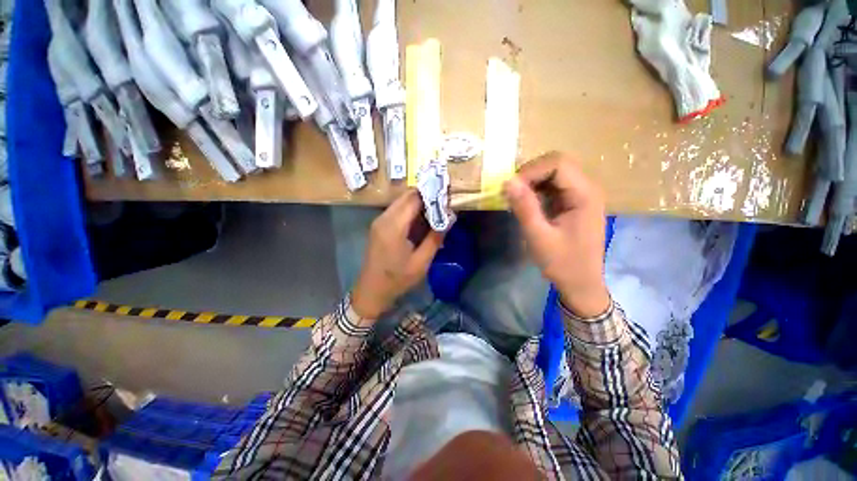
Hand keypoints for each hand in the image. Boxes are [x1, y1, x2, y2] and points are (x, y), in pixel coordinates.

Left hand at [352, 190, 444, 319]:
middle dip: (426, 197)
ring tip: (435, 213)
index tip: (447, 198)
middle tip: (443, 205)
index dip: (431, 195)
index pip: (414, 198)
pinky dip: (410, 211)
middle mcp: (384, 218)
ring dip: (418, 203)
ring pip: (401, 202)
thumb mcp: (421, 262)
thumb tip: (449, 218)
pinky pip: (396, 210)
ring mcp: (379, 221)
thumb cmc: (397, 279)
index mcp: (394, 226)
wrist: (371, 290)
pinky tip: (421, 221)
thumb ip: (435, 238)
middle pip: (406, 196)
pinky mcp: (379, 226)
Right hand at [503, 152, 610, 317]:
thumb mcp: (539, 236)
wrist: (581, 283)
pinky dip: (536, 190)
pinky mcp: (573, 202)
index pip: (558, 164)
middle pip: (557, 163)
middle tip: (512, 192)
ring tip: (515, 198)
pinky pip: (553, 186)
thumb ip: (524, 207)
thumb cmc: (562, 263)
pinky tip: (526, 203)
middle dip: (530, 174)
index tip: (511, 188)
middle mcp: (587, 188)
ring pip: (553, 173)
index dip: (531, 170)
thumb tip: (507, 181)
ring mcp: (581, 195)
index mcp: (585, 195)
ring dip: (531, 181)